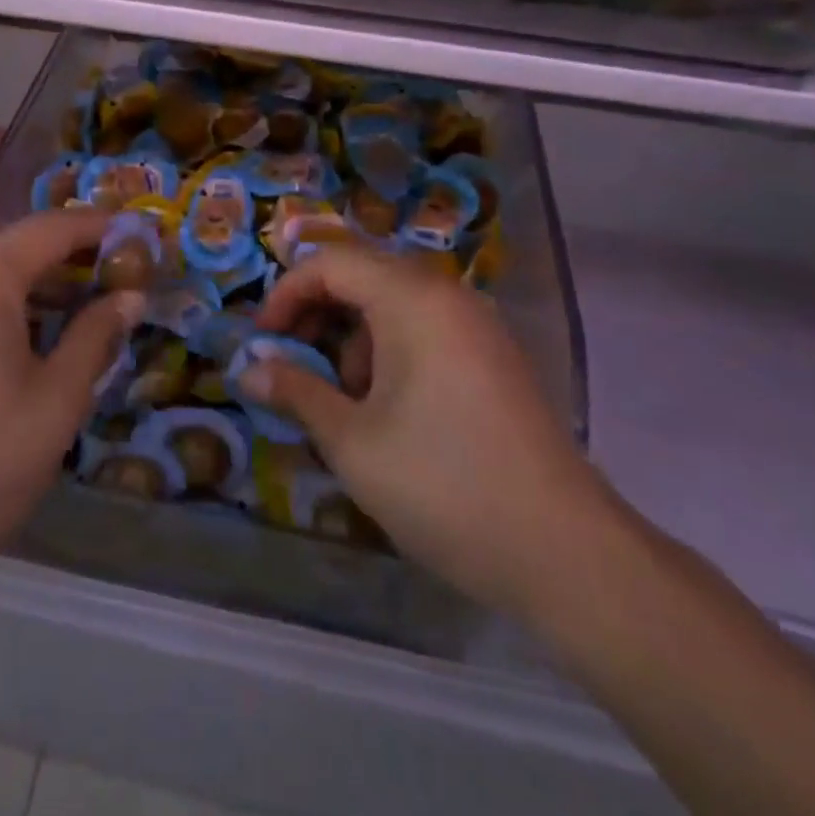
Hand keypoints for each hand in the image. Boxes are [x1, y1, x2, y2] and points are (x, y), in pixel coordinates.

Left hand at [0, 209, 141, 596]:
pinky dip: (12, 307)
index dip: (104, 227)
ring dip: (45, 285)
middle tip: (126, 281)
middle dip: (77, 257)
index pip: (55, 227)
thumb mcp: (58, 399)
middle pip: (23, 246)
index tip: (146, 239)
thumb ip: (97, 336)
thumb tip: (130, 296)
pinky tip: (37, 343)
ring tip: (91, 313)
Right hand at [244, 246, 609, 614]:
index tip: (263, 342)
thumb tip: (248, 369)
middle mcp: (447, 295)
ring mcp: (477, 325)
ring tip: (345, 402)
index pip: (331, 262)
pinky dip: (390, 352)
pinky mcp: (494, 357)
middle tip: (293, 366)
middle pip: (363, 276)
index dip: (286, 294)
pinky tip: (389, 411)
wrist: (565, 552)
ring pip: (394, 305)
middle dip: (318, 315)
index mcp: (412, 299)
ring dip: (354, 338)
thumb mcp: (352, 442)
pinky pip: (425, 329)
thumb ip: (296, 393)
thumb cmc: (444, 485)